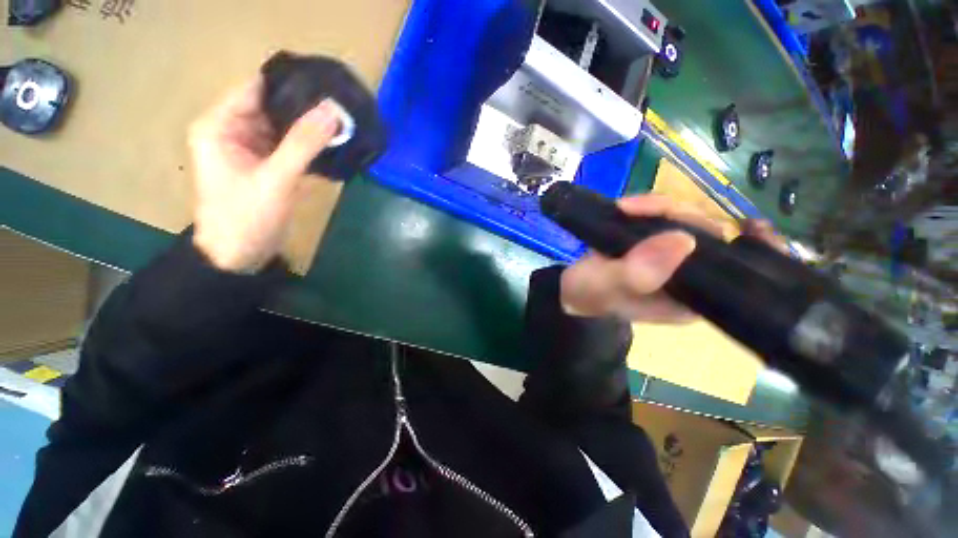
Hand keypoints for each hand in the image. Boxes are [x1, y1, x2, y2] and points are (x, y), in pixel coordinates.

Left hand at [189, 77, 339, 272]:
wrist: (240, 256)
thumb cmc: (246, 217)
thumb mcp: (276, 179)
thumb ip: (303, 144)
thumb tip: (333, 111)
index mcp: (221, 124)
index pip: (257, 88)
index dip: (291, 85)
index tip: (327, 87)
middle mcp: (235, 131)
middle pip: (274, 108)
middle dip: (307, 109)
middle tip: (343, 109)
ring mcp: (253, 150)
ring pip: (287, 129)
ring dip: (313, 130)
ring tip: (345, 125)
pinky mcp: (269, 166)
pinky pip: (293, 149)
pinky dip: (312, 149)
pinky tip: (335, 148)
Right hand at [560, 196, 779, 322]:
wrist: (570, 289)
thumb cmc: (587, 294)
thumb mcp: (606, 287)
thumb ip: (637, 272)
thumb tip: (683, 240)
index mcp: (691, 297)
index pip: (738, 273)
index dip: (755, 250)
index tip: (753, 226)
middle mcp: (689, 276)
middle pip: (709, 236)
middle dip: (681, 216)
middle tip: (640, 209)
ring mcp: (670, 256)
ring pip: (685, 220)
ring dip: (658, 208)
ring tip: (624, 208)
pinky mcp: (652, 241)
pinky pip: (662, 217)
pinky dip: (647, 207)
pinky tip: (628, 206)